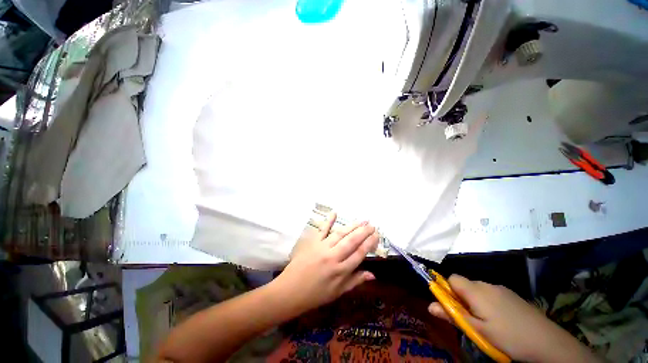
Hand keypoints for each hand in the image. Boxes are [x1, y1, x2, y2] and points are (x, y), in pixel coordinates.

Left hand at [272, 212, 378, 312]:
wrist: (290, 291)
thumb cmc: (316, 295)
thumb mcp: (338, 292)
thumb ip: (355, 281)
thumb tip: (373, 275)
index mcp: (341, 271)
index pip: (359, 253)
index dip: (369, 243)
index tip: (376, 235)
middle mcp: (333, 257)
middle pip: (352, 241)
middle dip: (363, 232)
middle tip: (372, 224)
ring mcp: (322, 247)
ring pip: (340, 234)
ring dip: (352, 226)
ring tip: (362, 220)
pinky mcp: (313, 242)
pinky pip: (322, 230)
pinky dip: (328, 220)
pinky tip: (334, 212)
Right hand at [428, 275, 597, 362]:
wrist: (547, 342)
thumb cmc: (507, 337)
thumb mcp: (477, 331)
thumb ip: (452, 315)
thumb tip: (429, 305)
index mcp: (476, 291)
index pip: (452, 278)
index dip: (447, 289)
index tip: (452, 306)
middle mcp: (487, 284)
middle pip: (465, 283)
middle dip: (462, 297)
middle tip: (469, 319)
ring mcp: (502, 289)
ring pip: (478, 289)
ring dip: (475, 301)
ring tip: (486, 322)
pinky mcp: (512, 295)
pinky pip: (492, 293)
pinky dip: (489, 302)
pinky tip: (500, 319)